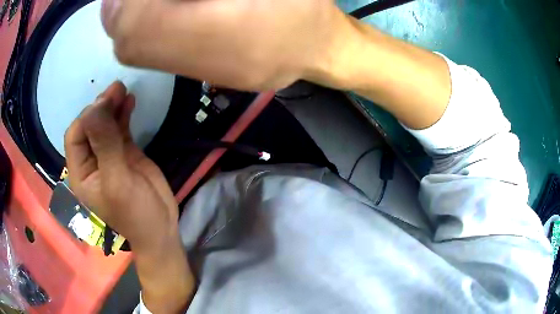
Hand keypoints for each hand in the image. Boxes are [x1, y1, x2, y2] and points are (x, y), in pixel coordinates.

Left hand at [64, 81, 178, 253]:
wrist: (160, 227)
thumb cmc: (134, 212)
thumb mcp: (117, 182)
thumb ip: (104, 145)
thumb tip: (96, 106)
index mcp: (81, 172)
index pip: (75, 136)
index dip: (87, 117)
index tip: (106, 102)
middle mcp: (90, 160)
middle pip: (89, 126)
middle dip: (100, 106)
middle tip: (117, 89)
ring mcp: (108, 155)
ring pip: (104, 124)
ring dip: (112, 106)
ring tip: (123, 90)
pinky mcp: (124, 152)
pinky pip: (120, 128)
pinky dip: (123, 113)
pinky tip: (129, 101)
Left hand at [100, 0, 347, 90]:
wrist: (321, 48)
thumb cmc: (303, 5)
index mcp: (220, 31)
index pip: (137, 25)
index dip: (124, 5)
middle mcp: (203, 62)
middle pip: (128, 46)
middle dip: (118, 15)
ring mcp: (202, 74)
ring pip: (138, 56)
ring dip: (128, 26)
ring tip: (139, 2)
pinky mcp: (205, 75)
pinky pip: (157, 58)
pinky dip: (144, 35)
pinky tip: (160, 13)